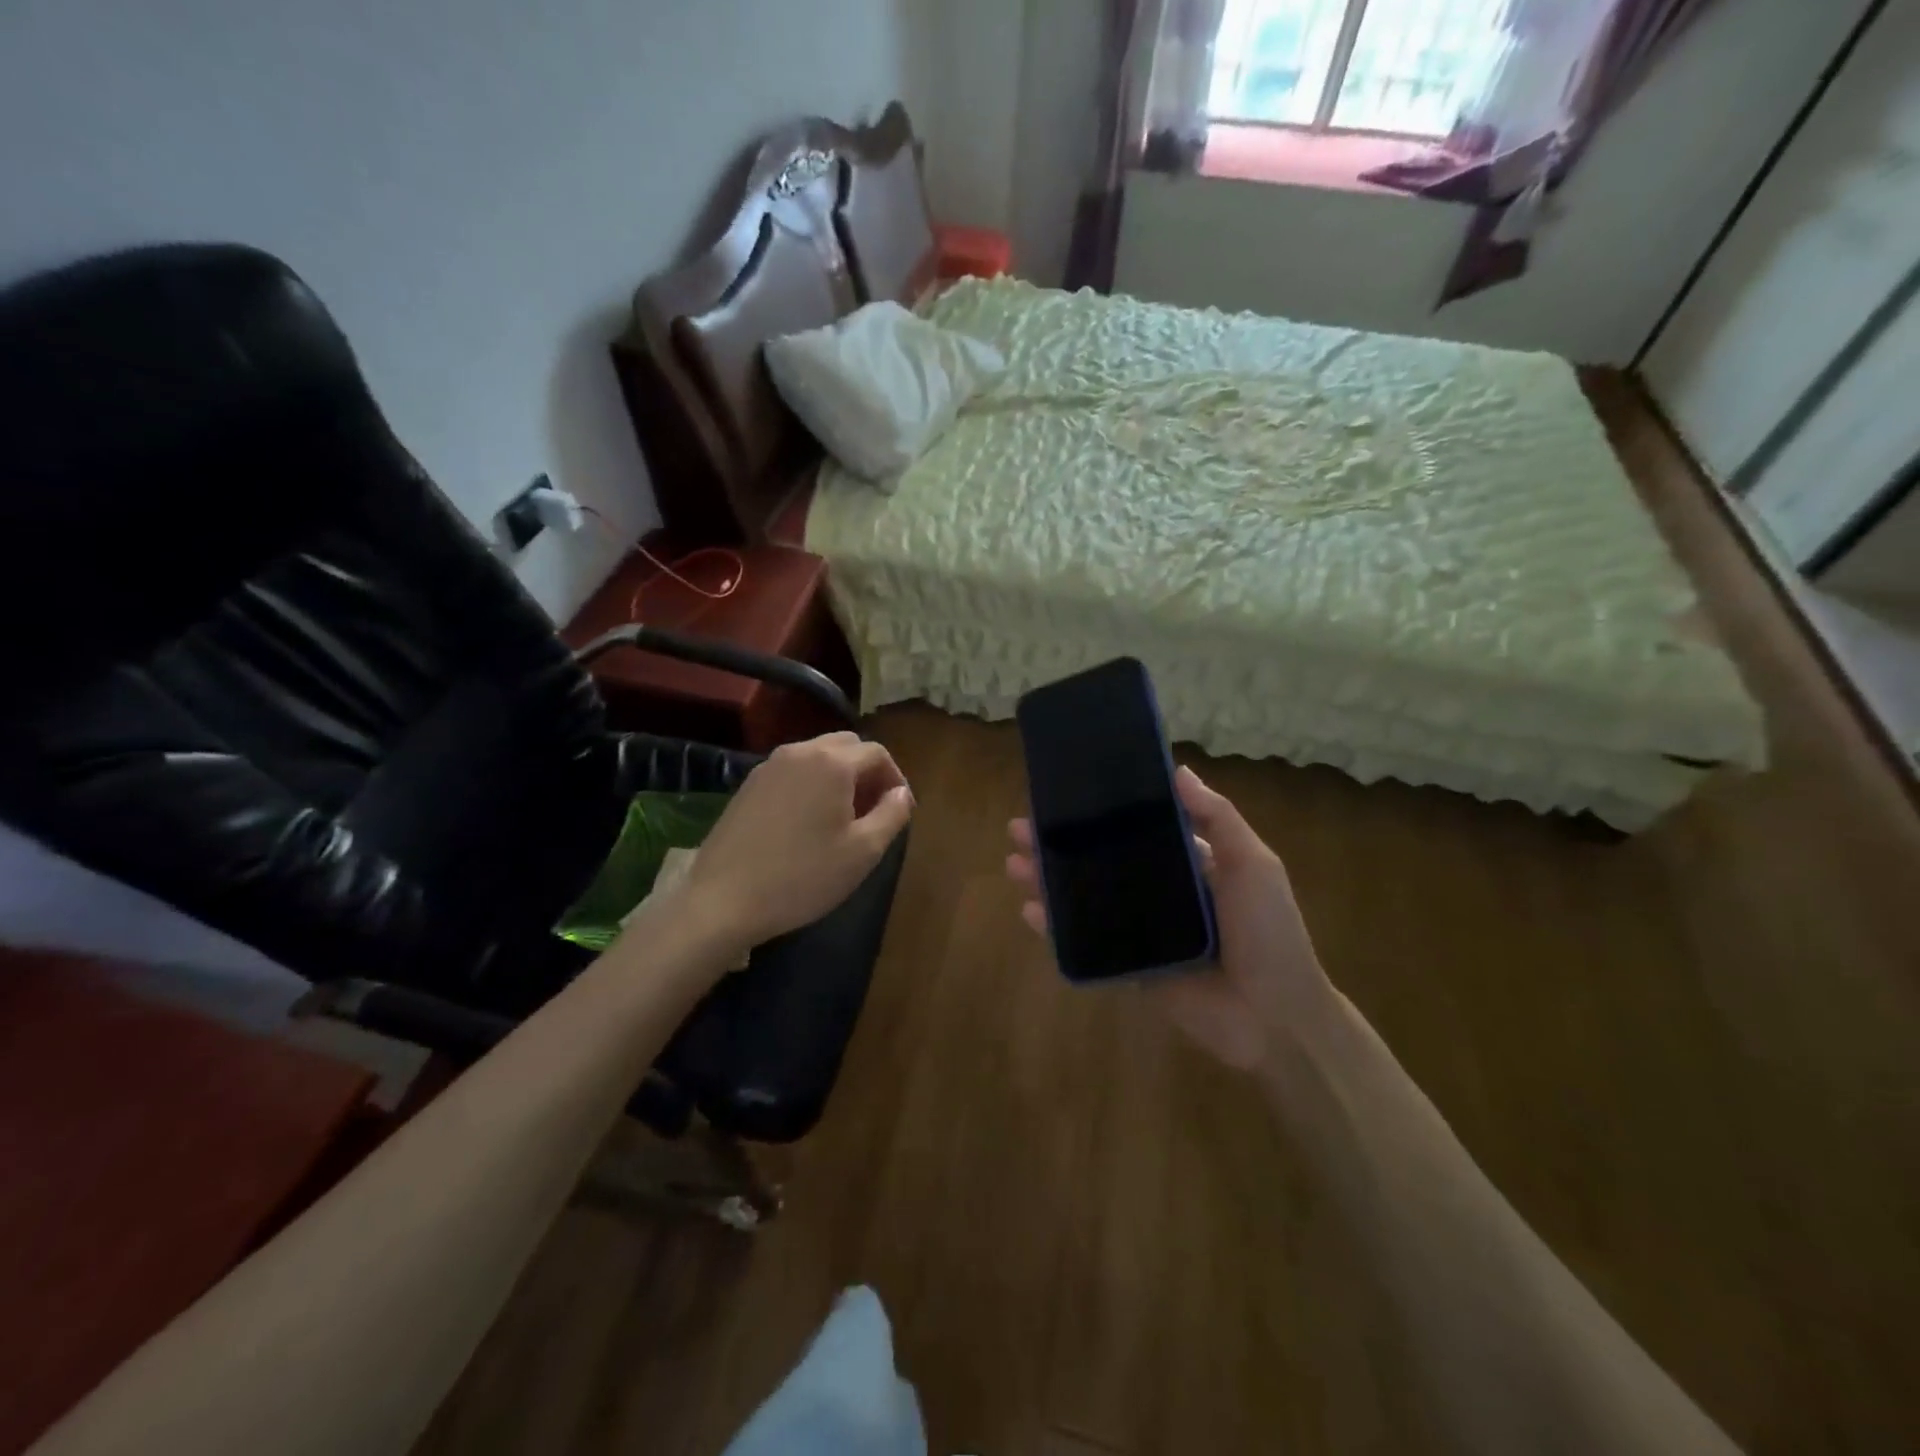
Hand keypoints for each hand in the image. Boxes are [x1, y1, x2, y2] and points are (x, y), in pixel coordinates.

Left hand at [681, 732, 911, 958]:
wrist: (723, 900)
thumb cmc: (803, 876)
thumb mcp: (863, 851)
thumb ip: (892, 814)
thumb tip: (902, 793)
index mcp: (832, 762)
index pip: (877, 753)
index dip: (896, 778)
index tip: (899, 810)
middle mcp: (800, 752)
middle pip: (847, 746)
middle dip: (867, 771)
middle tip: (873, 810)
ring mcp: (769, 766)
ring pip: (817, 756)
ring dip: (839, 776)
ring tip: (842, 817)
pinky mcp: (748, 785)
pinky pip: (793, 771)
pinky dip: (811, 783)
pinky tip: (808, 822)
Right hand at [1006, 765, 1327, 1070]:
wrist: (1274, 1017)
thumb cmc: (1268, 932)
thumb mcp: (1253, 864)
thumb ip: (1217, 819)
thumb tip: (1178, 770)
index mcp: (1188, 863)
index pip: (1135, 828)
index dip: (1100, 812)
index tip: (1066, 794)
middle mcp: (1158, 892)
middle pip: (1099, 861)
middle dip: (1060, 845)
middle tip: (1019, 828)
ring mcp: (1140, 930)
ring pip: (1084, 898)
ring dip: (1048, 881)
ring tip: (1014, 864)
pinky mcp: (1129, 966)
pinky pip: (1085, 943)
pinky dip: (1055, 929)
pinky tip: (1029, 911)